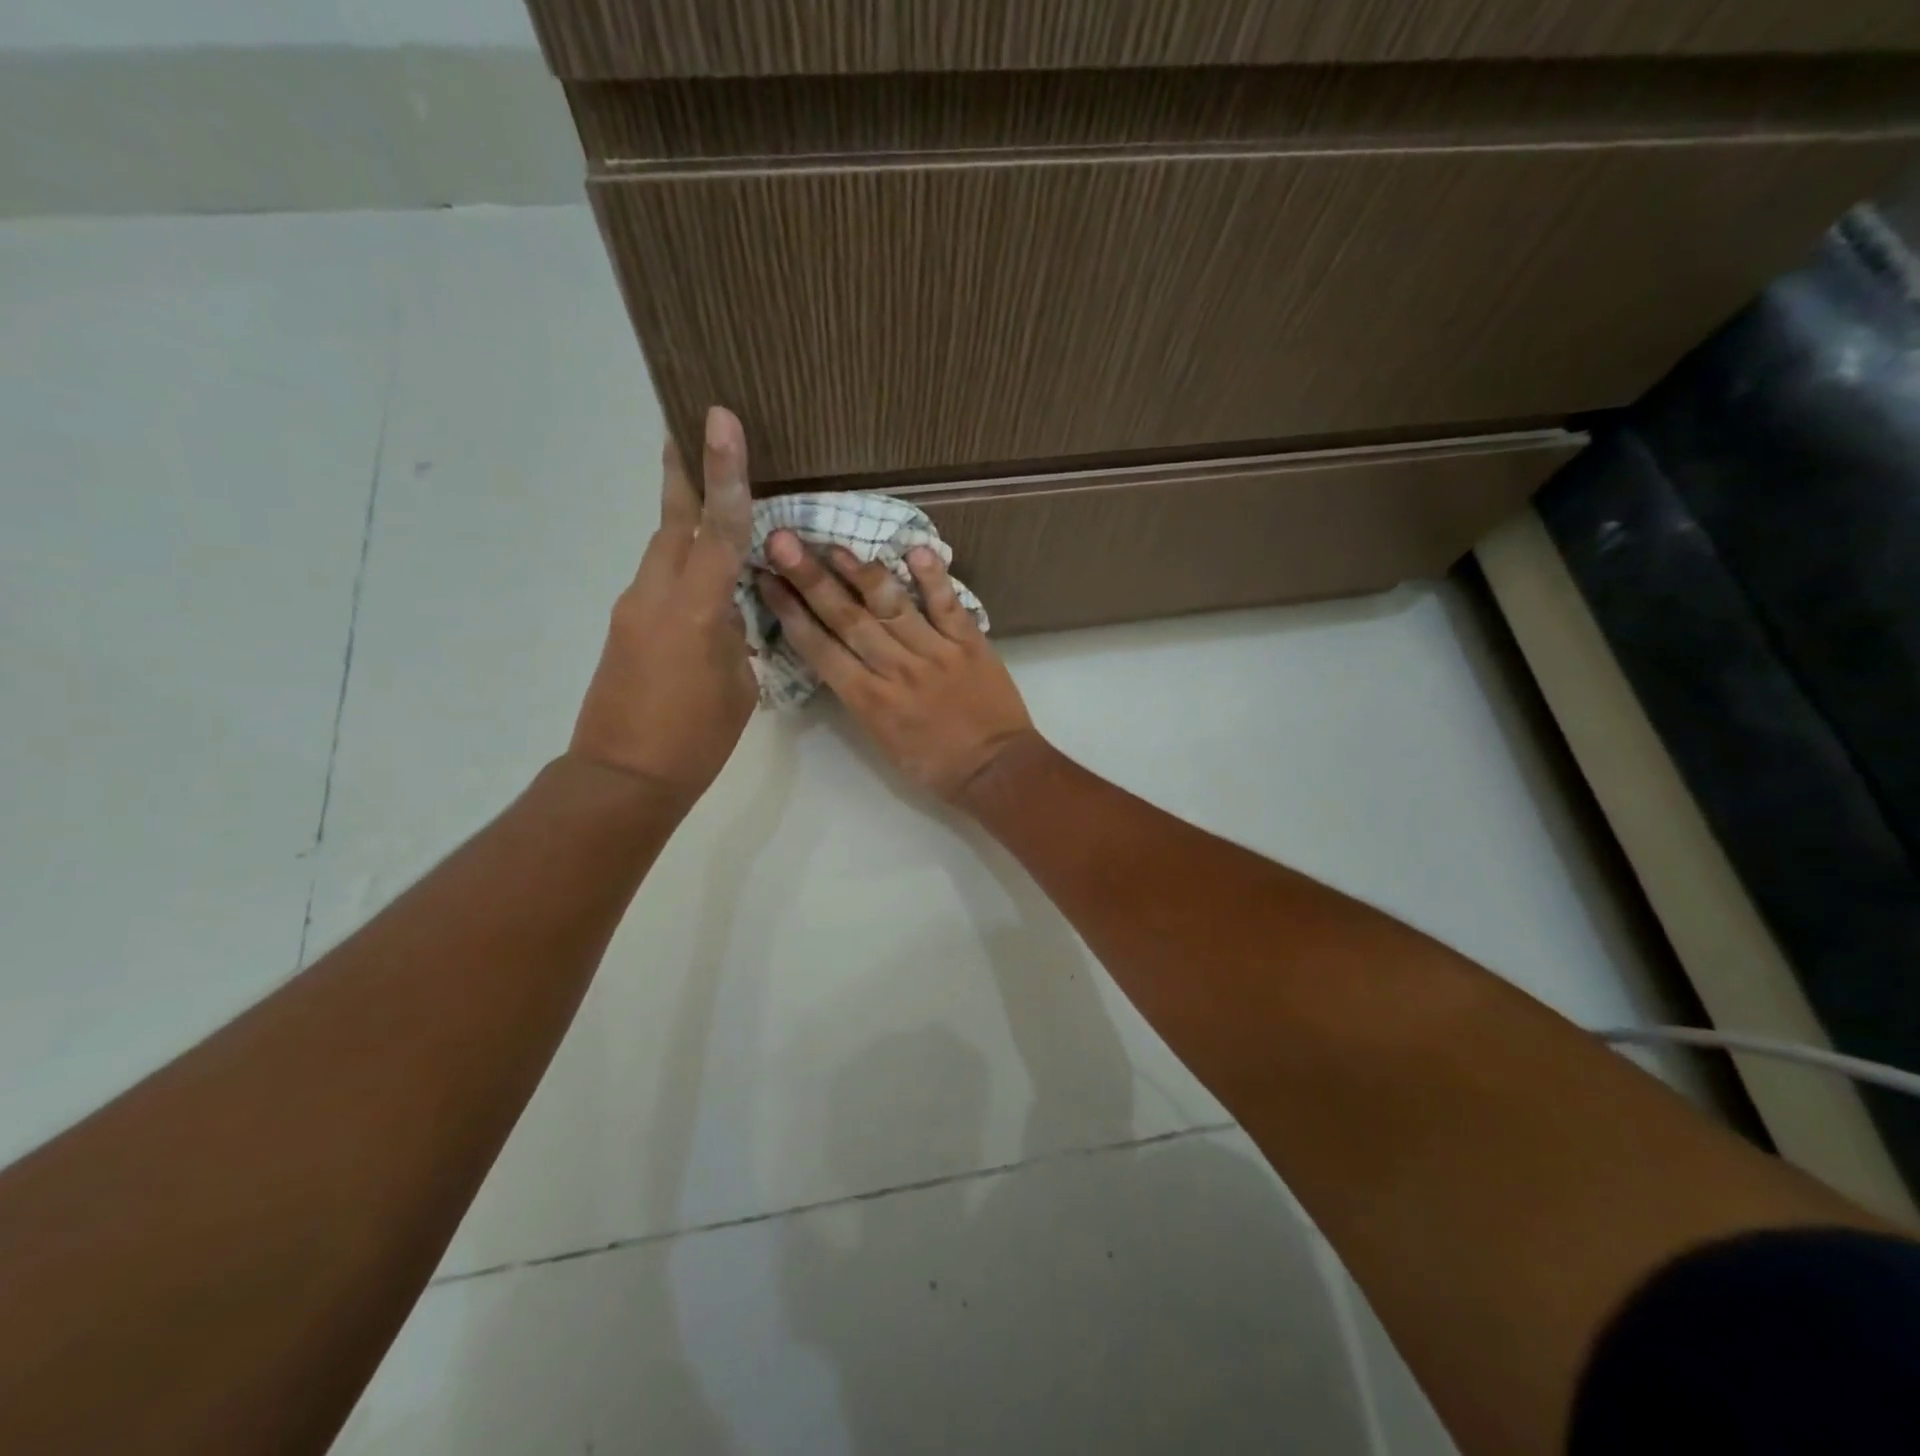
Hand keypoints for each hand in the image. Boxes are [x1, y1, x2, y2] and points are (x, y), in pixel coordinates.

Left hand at [569, 407, 757, 807]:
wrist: (623, 777)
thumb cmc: (695, 738)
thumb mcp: (738, 685)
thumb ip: (736, 636)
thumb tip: (728, 614)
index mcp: (695, 609)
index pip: (720, 529)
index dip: (726, 473)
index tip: (720, 419)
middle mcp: (656, 595)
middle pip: (673, 520)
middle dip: (684, 473)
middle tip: (690, 424)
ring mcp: (633, 608)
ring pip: (662, 547)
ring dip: (680, 516)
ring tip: (700, 489)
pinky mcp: (624, 627)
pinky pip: (657, 580)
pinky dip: (679, 563)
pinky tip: (700, 577)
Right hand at [757, 532, 1037, 801]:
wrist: (996, 771)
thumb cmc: (934, 765)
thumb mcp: (881, 740)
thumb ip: (859, 695)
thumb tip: (837, 654)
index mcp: (869, 701)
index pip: (820, 649)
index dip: (790, 613)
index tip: (766, 580)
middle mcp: (896, 670)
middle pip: (846, 618)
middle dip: (811, 579)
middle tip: (782, 541)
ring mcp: (934, 653)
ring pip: (890, 606)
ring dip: (859, 572)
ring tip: (833, 544)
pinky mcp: (969, 643)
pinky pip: (947, 605)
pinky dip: (932, 577)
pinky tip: (913, 549)